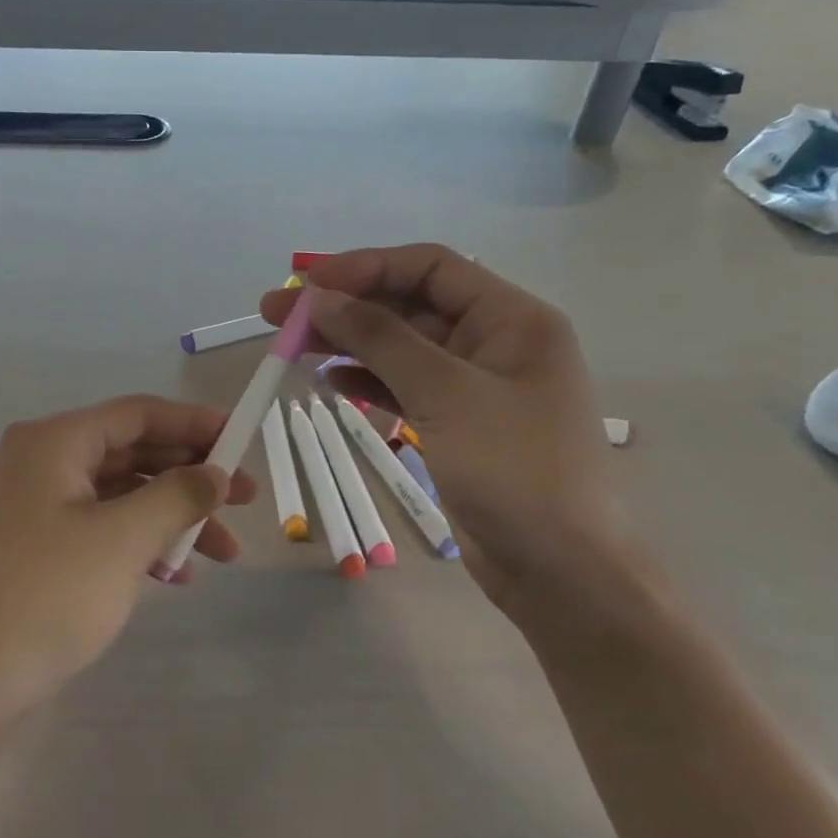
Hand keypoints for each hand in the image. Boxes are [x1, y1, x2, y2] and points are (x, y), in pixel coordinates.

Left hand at [0, 397, 255, 736]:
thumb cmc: (47, 596)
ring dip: (172, 517)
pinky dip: (141, 545)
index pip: (137, 414)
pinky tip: (176, 576)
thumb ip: (178, 495)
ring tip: (224, 552)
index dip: (195, 423)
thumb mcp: (124, 539)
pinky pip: (101, 531)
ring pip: (120, 497)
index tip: (244, 440)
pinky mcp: (35, 551)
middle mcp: (41, 464)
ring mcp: (35, 510)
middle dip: (191, 476)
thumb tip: (213, 473)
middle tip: (245, 500)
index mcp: (54, 442)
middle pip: (131, 453)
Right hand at [258, 246, 623, 613]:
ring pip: (402, 346)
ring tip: (290, 344)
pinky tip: (328, 379)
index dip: (365, 267)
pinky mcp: (456, 423)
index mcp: (512, 318)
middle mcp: (495, 341)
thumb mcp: (445, 394)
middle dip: (346, 304)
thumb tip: (319, 298)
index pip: (430, 267)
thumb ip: (380, 339)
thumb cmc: (514, 470)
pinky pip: (405, 386)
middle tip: (278, 312)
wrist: (559, 570)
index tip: (307, 283)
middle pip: (410, 304)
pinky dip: (367, 380)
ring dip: (349, 341)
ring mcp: (475, 385)